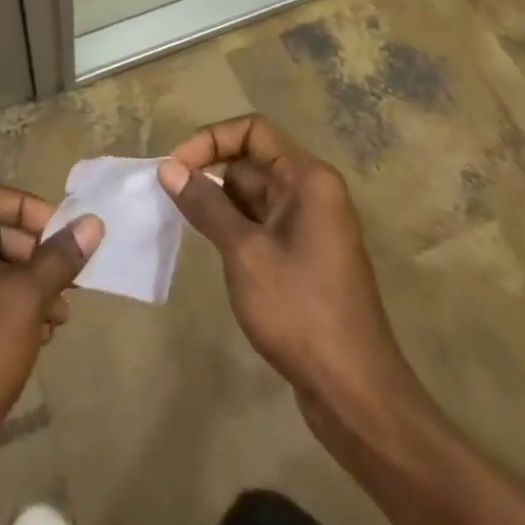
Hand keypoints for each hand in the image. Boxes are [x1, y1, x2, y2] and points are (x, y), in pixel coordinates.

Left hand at [0, 183, 100, 524]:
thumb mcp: (23, 301)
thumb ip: (58, 258)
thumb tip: (92, 222)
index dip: (25, 207)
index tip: (60, 232)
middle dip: (33, 253)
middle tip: (69, 276)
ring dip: (27, 286)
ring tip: (61, 314)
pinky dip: (9, 311)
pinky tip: (41, 337)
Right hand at [158, 116, 425, 446]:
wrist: (355, 394)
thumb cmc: (300, 312)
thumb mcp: (244, 252)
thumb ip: (206, 204)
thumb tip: (169, 169)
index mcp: (308, 178)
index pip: (253, 131)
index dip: (211, 139)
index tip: (177, 167)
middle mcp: (312, 192)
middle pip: (252, 159)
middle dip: (210, 170)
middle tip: (170, 195)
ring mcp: (309, 225)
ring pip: (253, 193)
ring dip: (218, 199)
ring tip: (182, 217)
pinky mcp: (303, 255)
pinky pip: (261, 221)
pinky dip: (233, 224)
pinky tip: (208, 242)